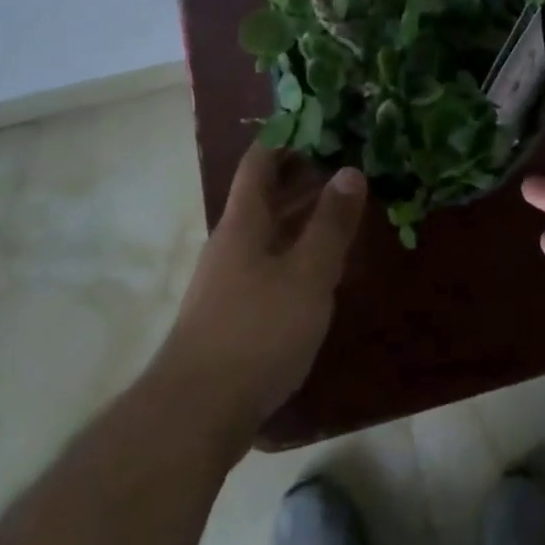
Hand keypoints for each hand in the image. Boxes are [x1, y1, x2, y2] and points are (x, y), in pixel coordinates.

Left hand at [153, 143, 366, 441]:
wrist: (194, 416)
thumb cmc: (256, 332)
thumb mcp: (307, 274)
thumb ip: (331, 223)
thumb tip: (350, 170)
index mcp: (243, 222)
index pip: (260, 161)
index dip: (288, 138)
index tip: (323, 128)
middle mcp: (230, 243)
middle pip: (264, 197)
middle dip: (303, 180)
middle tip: (348, 170)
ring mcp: (226, 282)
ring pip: (266, 235)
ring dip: (300, 221)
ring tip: (342, 216)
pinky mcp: (229, 317)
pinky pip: (266, 268)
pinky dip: (293, 257)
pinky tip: (319, 275)